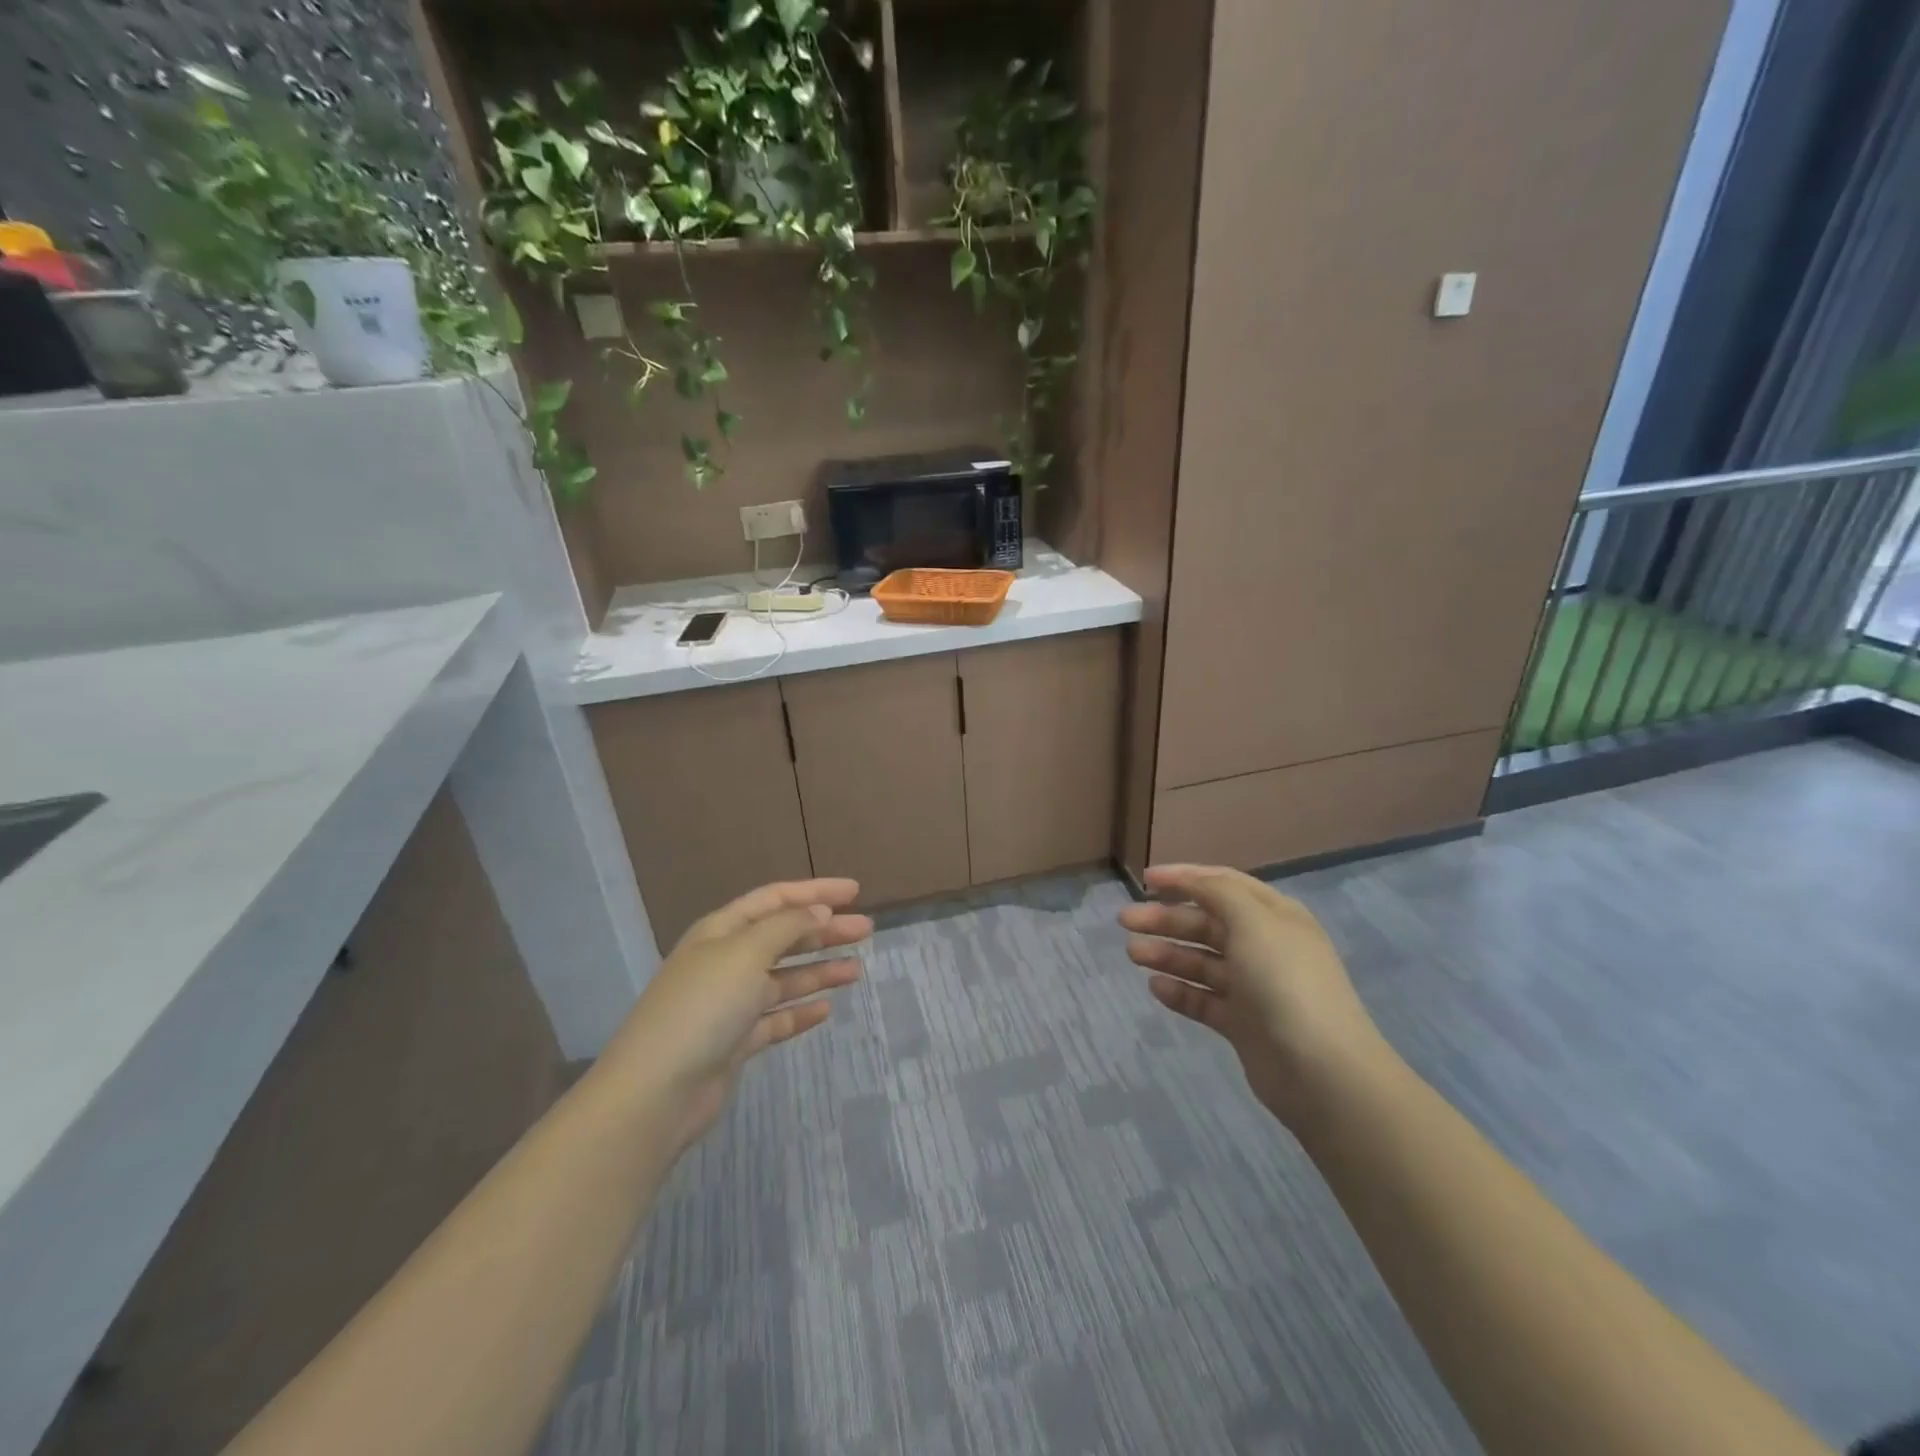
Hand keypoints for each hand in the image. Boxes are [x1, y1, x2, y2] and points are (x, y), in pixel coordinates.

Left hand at [605, 879, 871, 1152]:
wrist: (657, 1092)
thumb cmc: (703, 1006)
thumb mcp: (747, 952)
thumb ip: (787, 927)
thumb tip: (819, 911)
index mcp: (722, 931)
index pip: (774, 899)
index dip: (815, 891)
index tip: (855, 892)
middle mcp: (725, 961)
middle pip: (783, 937)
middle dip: (824, 931)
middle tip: (866, 931)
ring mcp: (729, 1004)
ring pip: (784, 978)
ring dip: (819, 970)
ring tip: (857, 970)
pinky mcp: (735, 1042)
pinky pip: (776, 1018)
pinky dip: (800, 1011)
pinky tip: (827, 1009)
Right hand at [1119, 864, 1389, 1124]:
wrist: (1321, 1070)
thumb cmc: (1284, 980)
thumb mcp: (1253, 920)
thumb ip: (1217, 892)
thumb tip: (1191, 881)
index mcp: (1274, 916)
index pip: (1223, 884)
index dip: (1184, 878)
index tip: (1144, 879)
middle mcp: (1264, 946)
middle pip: (1206, 923)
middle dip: (1166, 918)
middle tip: (1125, 921)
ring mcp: (1254, 987)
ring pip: (1201, 961)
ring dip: (1166, 953)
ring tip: (1132, 953)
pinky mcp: (1243, 1024)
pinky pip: (1204, 999)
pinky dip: (1179, 990)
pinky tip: (1155, 986)